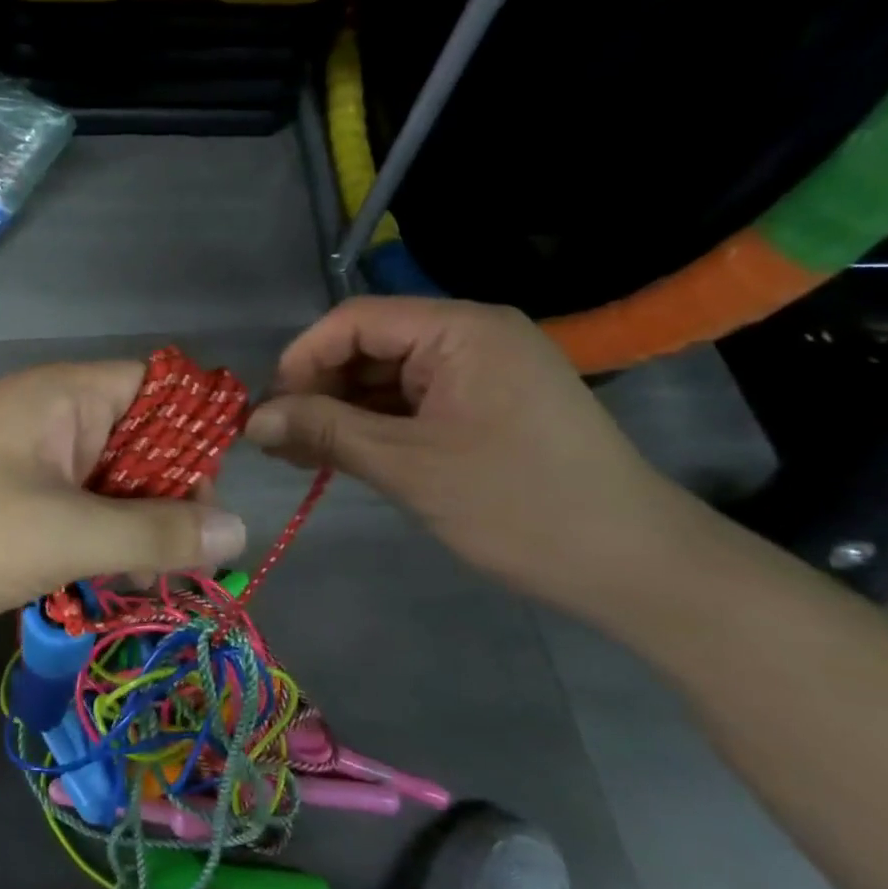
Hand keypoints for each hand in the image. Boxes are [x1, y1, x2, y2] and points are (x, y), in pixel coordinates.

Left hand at [0, 362, 247, 639]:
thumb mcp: (66, 535)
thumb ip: (155, 532)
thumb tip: (240, 529)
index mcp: (65, 395)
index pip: (160, 386)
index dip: (198, 432)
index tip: (214, 498)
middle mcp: (51, 414)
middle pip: (141, 437)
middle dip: (170, 494)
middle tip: (185, 558)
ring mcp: (27, 455)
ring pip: (109, 478)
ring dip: (134, 524)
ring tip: (146, 579)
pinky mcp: (9, 494)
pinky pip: (75, 505)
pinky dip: (97, 537)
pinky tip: (105, 581)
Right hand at [243, 297, 702, 613]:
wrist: (637, 567)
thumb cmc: (520, 505)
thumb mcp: (408, 466)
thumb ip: (324, 432)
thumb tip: (251, 422)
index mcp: (461, 330)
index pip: (355, 321)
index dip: (302, 360)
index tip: (268, 412)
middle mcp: (471, 336)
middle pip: (369, 346)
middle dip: (318, 391)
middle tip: (278, 442)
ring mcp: (481, 372)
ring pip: (386, 378)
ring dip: (341, 413)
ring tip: (301, 455)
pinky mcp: (486, 406)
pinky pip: (412, 403)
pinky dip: (374, 426)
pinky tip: (343, 456)